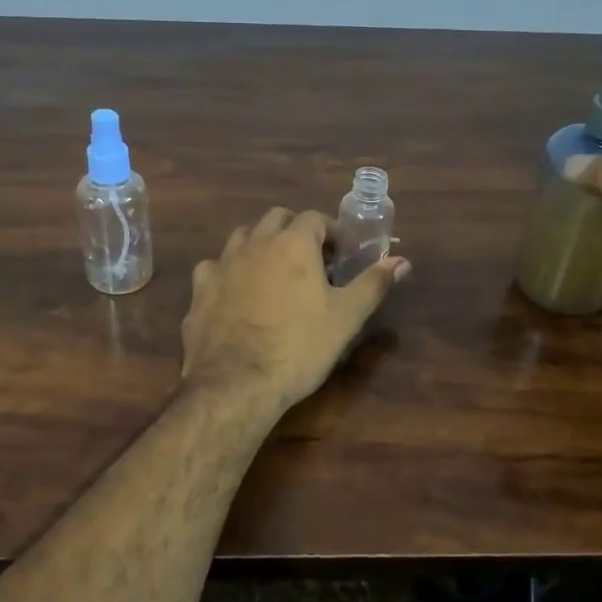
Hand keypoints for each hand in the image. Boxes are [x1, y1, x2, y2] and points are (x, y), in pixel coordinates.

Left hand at [181, 208, 409, 408]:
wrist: (235, 383)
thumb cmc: (299, 348)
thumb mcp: (346, 318)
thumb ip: (373, 284)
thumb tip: (401, 261)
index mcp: (293, 244)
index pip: (315, 218)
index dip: (332, 232)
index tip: (342, 254)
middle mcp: (254, 243)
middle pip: (276, 218)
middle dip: (296, 231)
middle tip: (312, 260)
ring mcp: (222, 264)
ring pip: (243, 237)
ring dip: (261, 245)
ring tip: (274, 273)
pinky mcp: (200, 290)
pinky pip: (215, 268)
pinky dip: (230, 273)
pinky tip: (236, 295)